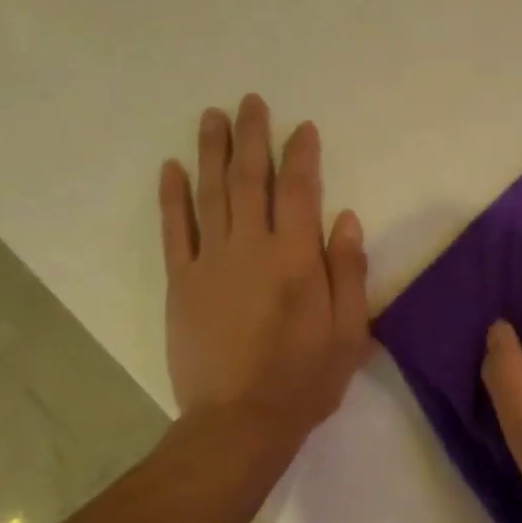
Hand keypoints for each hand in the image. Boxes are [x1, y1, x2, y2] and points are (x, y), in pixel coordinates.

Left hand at [159, 94, 370, 442]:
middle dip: (252, 137)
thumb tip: (345, 218)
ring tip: (212, 116)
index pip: (300, 191)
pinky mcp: (181, 282)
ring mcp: (210, 262)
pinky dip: (172, 196)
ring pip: (211, 193)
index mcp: (297, 259)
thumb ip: (348, 271)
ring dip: (211, 151)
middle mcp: (252, 248)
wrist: (240, 421)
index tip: (302, 127)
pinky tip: (172, 168)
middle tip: (250, 101)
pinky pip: (174, 229)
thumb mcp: (349, 331)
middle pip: (251, 179)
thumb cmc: (305, 378)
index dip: (301, 155)